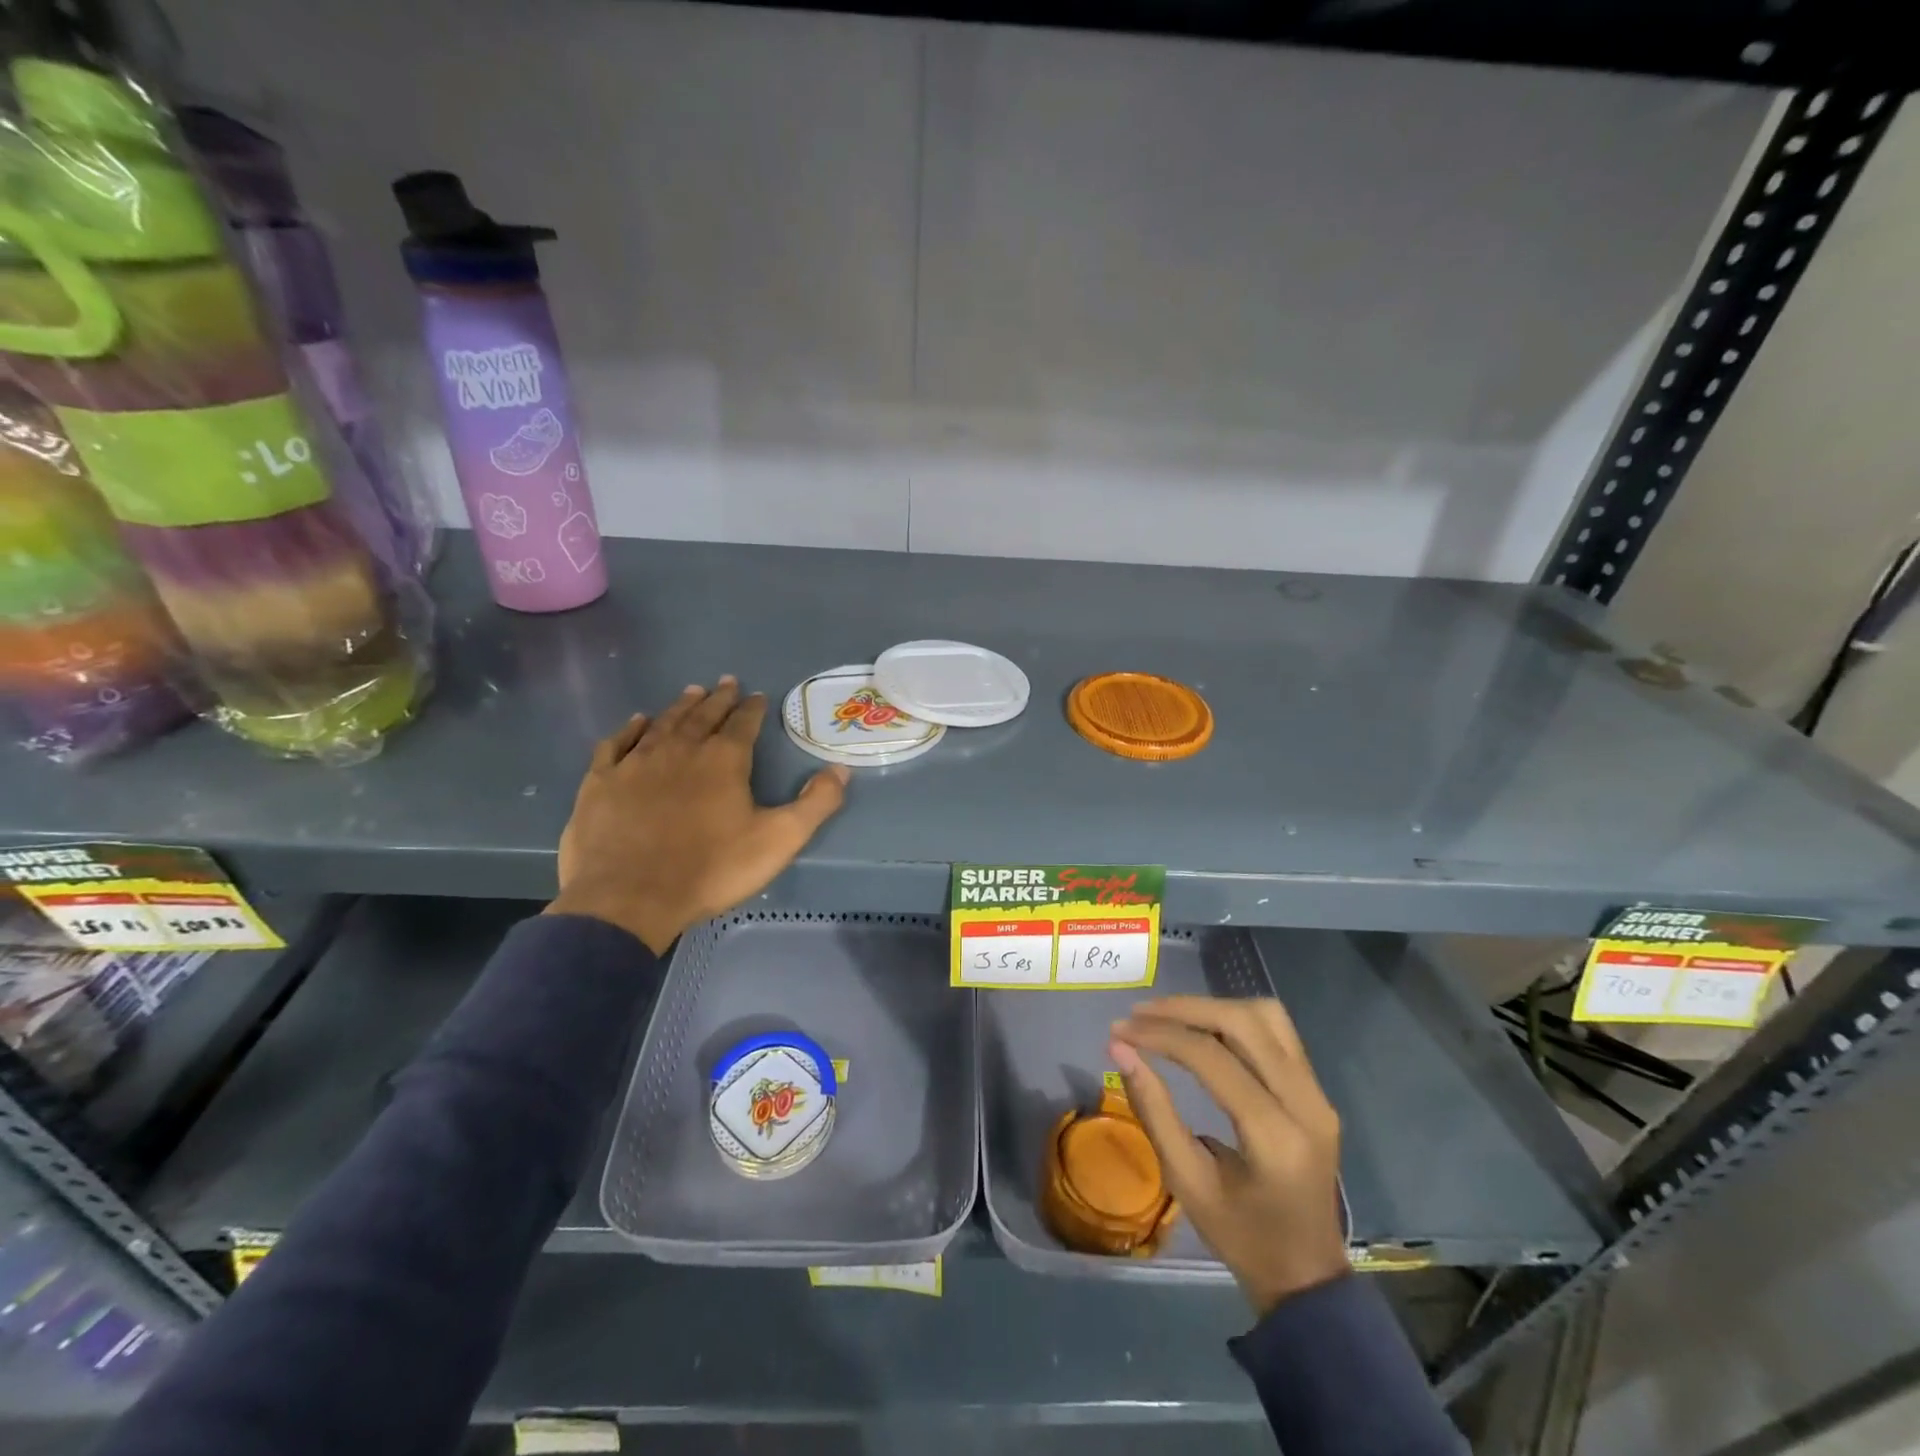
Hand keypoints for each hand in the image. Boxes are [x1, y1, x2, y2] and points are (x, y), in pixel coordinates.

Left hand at [547, 677, 848, 953]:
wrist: (628, 898)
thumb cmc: (711, 870)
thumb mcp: (779, 840)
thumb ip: (815, 803)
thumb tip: (841, 770)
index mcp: (723, 760)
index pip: (743, 723)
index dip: (752, 708)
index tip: (757, 695)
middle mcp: (680, 749)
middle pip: (702, 715)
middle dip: (718, 698)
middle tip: (726, 682)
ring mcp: (636, 763)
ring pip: (663, 723)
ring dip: (680, 706)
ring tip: (692, 692)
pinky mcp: (601, 782)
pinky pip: (618, 743)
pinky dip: (630, 729)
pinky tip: (637, 722)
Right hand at [1110, 996, 1347, 1314]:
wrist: (1307, 1277)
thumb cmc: (1241, 1237)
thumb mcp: (1187, 1181)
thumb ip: (1154, 1110)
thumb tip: (1119, 1050)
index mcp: (1275, 1137)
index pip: (1212, 1058)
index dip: (1161, 1035)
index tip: (1120, 1030)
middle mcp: (1306, 1104)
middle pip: (1244, 1022)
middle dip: (1185, 1009)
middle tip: (1141, 1014)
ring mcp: (1318, 1094)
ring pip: (1266, 1016)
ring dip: (1214, 1007)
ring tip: (1170, 1017)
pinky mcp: (1318, 1090)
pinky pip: (1278, 1032)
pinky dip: (1235, 1019)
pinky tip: (1204, 1029)